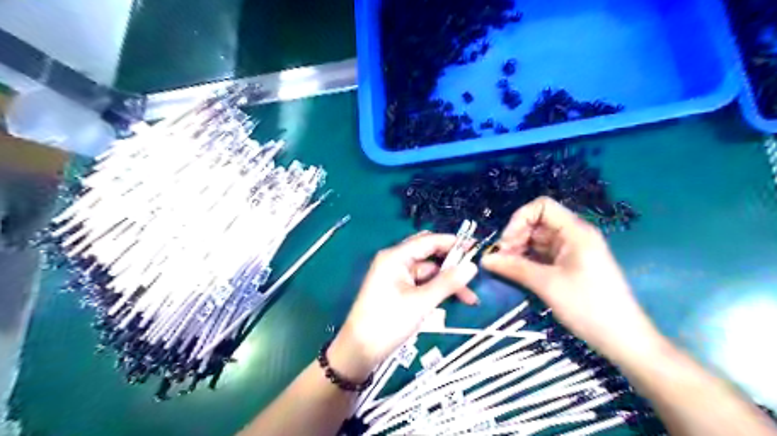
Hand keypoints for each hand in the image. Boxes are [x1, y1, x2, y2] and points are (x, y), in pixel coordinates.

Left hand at [329, 232, 477, 380]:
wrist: (360, 351)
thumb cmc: (388, 322)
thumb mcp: (421, 302)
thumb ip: (447, 282)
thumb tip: (472, 266)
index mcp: (396, 257)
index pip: (429, 241)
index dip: (453, 242)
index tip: (476, 248)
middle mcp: (395, 261)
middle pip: (429, 255)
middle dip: (452, 264)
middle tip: (475, 273)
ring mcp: (397, 276)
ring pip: (428, 272)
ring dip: (447, 282)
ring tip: (470, 298)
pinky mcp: (399, 290)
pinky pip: (422, 284)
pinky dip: (437, 290)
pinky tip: (454, 300)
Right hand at [485, 195, 656, 360]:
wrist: (623, 339)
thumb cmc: (588, 306)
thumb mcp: (547, 284)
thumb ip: (514, 267)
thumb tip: (484, 259)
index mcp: (574, 231)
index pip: (542, 207)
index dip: (519, 219)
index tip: (506, 243)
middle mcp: (573, 235)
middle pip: (537, 223)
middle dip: (515, 237)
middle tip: (501, 259)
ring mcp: (571, 251)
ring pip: (537, 240)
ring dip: (519, 250)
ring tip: (505, 268)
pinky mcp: (569, 265)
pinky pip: (542, 255)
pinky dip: (527, 260)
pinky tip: (516, 272)